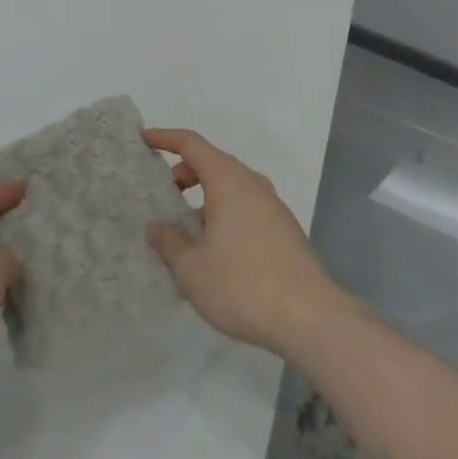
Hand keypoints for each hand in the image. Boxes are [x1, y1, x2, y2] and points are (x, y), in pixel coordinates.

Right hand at [143, 128, 342, 357]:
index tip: (144, 139)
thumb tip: (157, 228)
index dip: (165, 138)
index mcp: (228, 180)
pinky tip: (217, 250)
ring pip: (232, 187)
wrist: (313, 320)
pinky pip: (247, 207)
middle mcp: (252, 184)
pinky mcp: (286, 231)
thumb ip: (169, 243)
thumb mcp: (192, 269)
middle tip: (164, 193)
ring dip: (206, 197)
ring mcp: (273, 207)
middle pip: (213, 163)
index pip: (191, 144)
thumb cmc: (244, 285)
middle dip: (184, 172)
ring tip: (188, 228)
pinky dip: (225, 213)